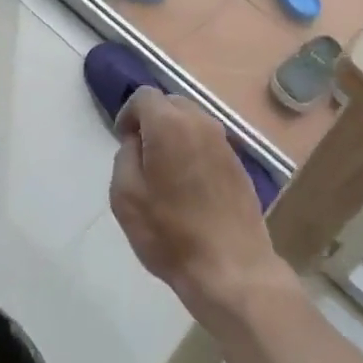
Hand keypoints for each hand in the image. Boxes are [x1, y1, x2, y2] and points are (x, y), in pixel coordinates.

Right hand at [110, 88, 293, 326]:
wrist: (231, 267)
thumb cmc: (170, 233)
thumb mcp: (125, 195)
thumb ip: (125, 155)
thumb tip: (137, 141)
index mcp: (169, 124)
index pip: (144, 96)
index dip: (128, 114)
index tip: (123, 141)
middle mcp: (201, 123)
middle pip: (171, 103)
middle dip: (153, 120)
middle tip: (142, 155)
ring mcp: (225, 142)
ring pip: (193, 121)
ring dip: (175, 135)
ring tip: (165, 171)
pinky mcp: (239, 164)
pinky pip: (209, 143)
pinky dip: (194, 151)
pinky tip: (190, 185)